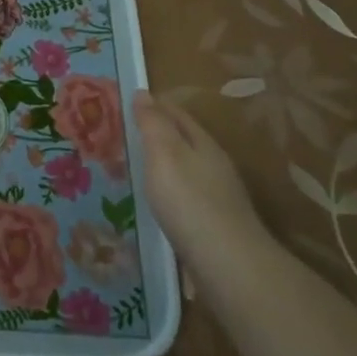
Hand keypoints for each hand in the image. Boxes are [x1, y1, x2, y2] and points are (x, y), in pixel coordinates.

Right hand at [133, 90, 271, 270]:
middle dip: (161, 133)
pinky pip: (189, 196)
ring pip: (188, 169)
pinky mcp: (215, 225)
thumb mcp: (164, 153)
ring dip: (166, 163)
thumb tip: (143, 93)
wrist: (227, 263)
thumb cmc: (189, 201)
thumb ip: (153, 124)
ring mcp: (219, 197)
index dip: (155, 105)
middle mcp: (216, 166)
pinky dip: (172, 189)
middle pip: (186, 140)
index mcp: (204, 144)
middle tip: (129, 132)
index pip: (178, 115)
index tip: (130, 101)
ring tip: (140, 165)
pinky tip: (161, 201)